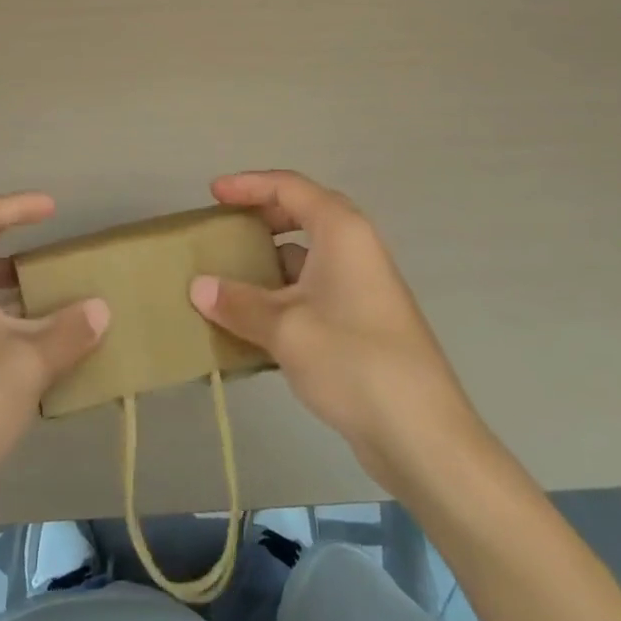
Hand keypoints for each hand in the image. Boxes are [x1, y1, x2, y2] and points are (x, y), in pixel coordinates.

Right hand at [190, 170, 476, 487]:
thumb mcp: (285, 328)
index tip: (213, 194)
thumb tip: (197, 287)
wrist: (422, 436)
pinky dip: (282, 296)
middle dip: (260, 219)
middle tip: (224, 230)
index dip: (248, 184)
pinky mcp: (361, 322)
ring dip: (268, 263)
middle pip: (301, 215)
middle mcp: (355, 248)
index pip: (288, 187)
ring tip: (227, 279)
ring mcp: (361, 286)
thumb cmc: (353, 361)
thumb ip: (238, 303)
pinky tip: (253, 324)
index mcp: (342, 231)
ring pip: (306, 258)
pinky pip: (312, 291)